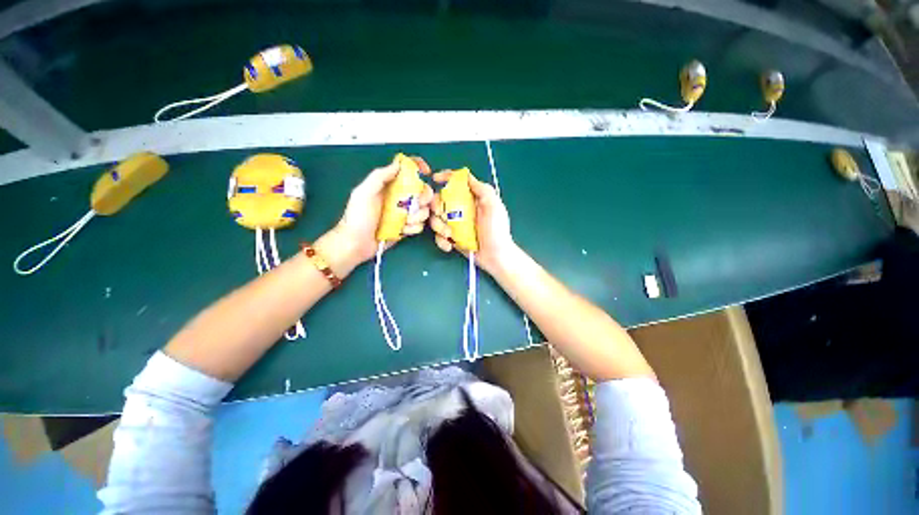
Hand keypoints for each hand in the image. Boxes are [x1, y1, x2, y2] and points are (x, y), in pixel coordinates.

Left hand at [318, 156, 432, 275]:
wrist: (356, 243)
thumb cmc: (358, 217)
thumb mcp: (364, 192)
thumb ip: (380, 176)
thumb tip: (399, 164)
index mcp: (389, 185)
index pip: (407, 170)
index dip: (418, 167)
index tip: (426, 172)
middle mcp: (399, 197)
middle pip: (422, 190)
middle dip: (424, 197)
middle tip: (417, 204)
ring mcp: (404, 213)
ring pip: (424, 209)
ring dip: (418, 216)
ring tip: (405, 222)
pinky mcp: (407, 227)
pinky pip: (420, 225)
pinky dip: (413, 228)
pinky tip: (402, 231)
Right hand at [430, 170, 514, 273]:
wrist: (496, 257)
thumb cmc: (497, 230)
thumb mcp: (494, 206)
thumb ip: (482, 189)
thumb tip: (466, 176)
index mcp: (472, 198)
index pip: (457, 182)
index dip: (445, 177)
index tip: (435, 178)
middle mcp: (462, 209)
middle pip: (440, 200)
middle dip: (436, 207)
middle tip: (441, 215)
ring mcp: (456, 224)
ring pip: (436, 218)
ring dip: (438, 226)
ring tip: (449, 235)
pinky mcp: (452, 237)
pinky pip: (439, 235)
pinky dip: (441, 240)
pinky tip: (450, 245)